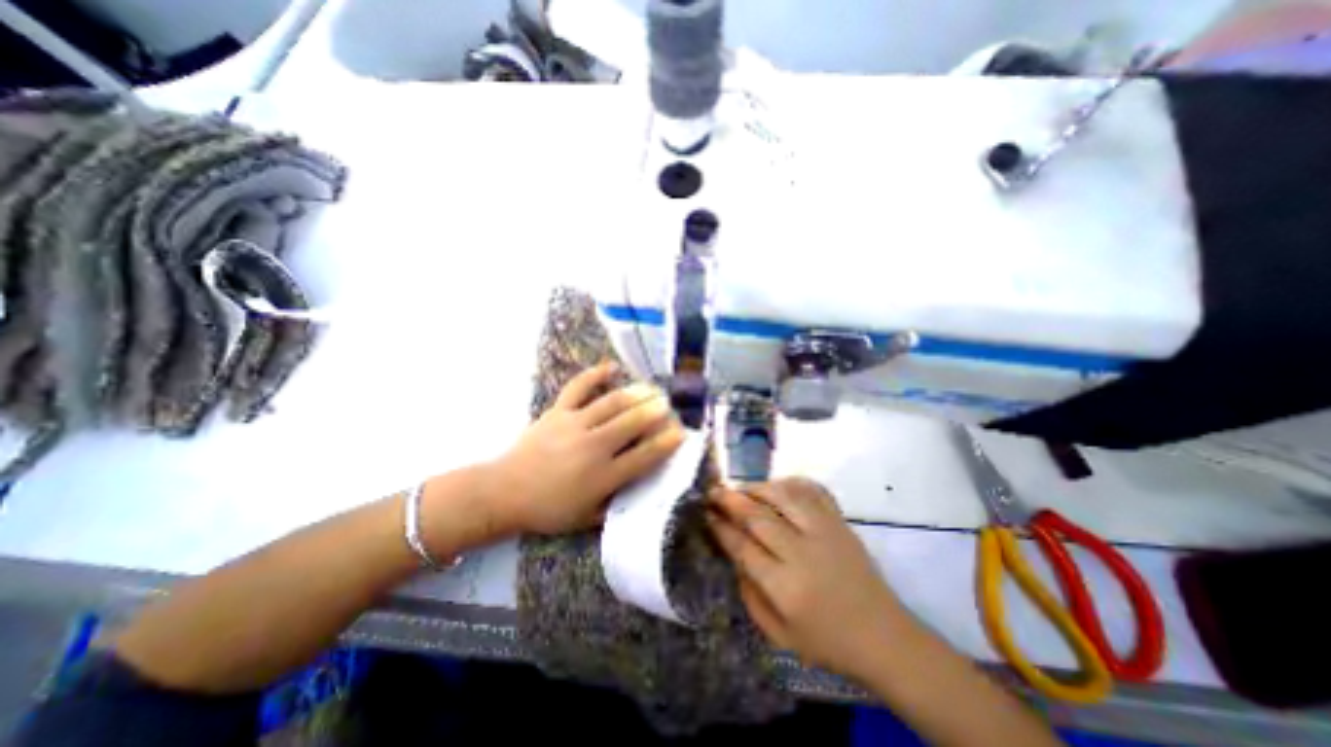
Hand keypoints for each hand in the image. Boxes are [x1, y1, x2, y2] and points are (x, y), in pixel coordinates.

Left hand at [484, 361, 684, 535]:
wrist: (503, 492)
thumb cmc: (548, 510)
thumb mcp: (586, 518)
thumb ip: (616, 505)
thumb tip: (640, 490)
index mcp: (602, 476)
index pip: (644, 457)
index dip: (666, 444)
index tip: (681, 433)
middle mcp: (593, 447)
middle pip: (632, 423)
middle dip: (655, 412)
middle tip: (668, 405)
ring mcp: (574, 425)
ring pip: (612, 403)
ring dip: (636, 394)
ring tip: (652, 388)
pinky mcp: (557, 412)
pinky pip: (578, 388)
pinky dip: (594, 375)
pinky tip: (611, 367)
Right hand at [713, 475, 910, 679]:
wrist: (884, 636)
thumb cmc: (827, 641)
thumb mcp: (778, 635)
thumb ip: (749, 594)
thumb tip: (734, 553)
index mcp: (785, 587)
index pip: (743, 546)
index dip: (721, 527)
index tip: (706, 514)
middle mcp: (803, 552)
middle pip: (758, 515)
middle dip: (730, 500)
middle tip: (713, 491)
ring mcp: (825, 532)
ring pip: (783, 495)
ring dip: (757, 487)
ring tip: (741, 489)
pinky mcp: (840, 522)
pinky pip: (812, 490)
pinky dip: (791, 483)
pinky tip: (777, 486)